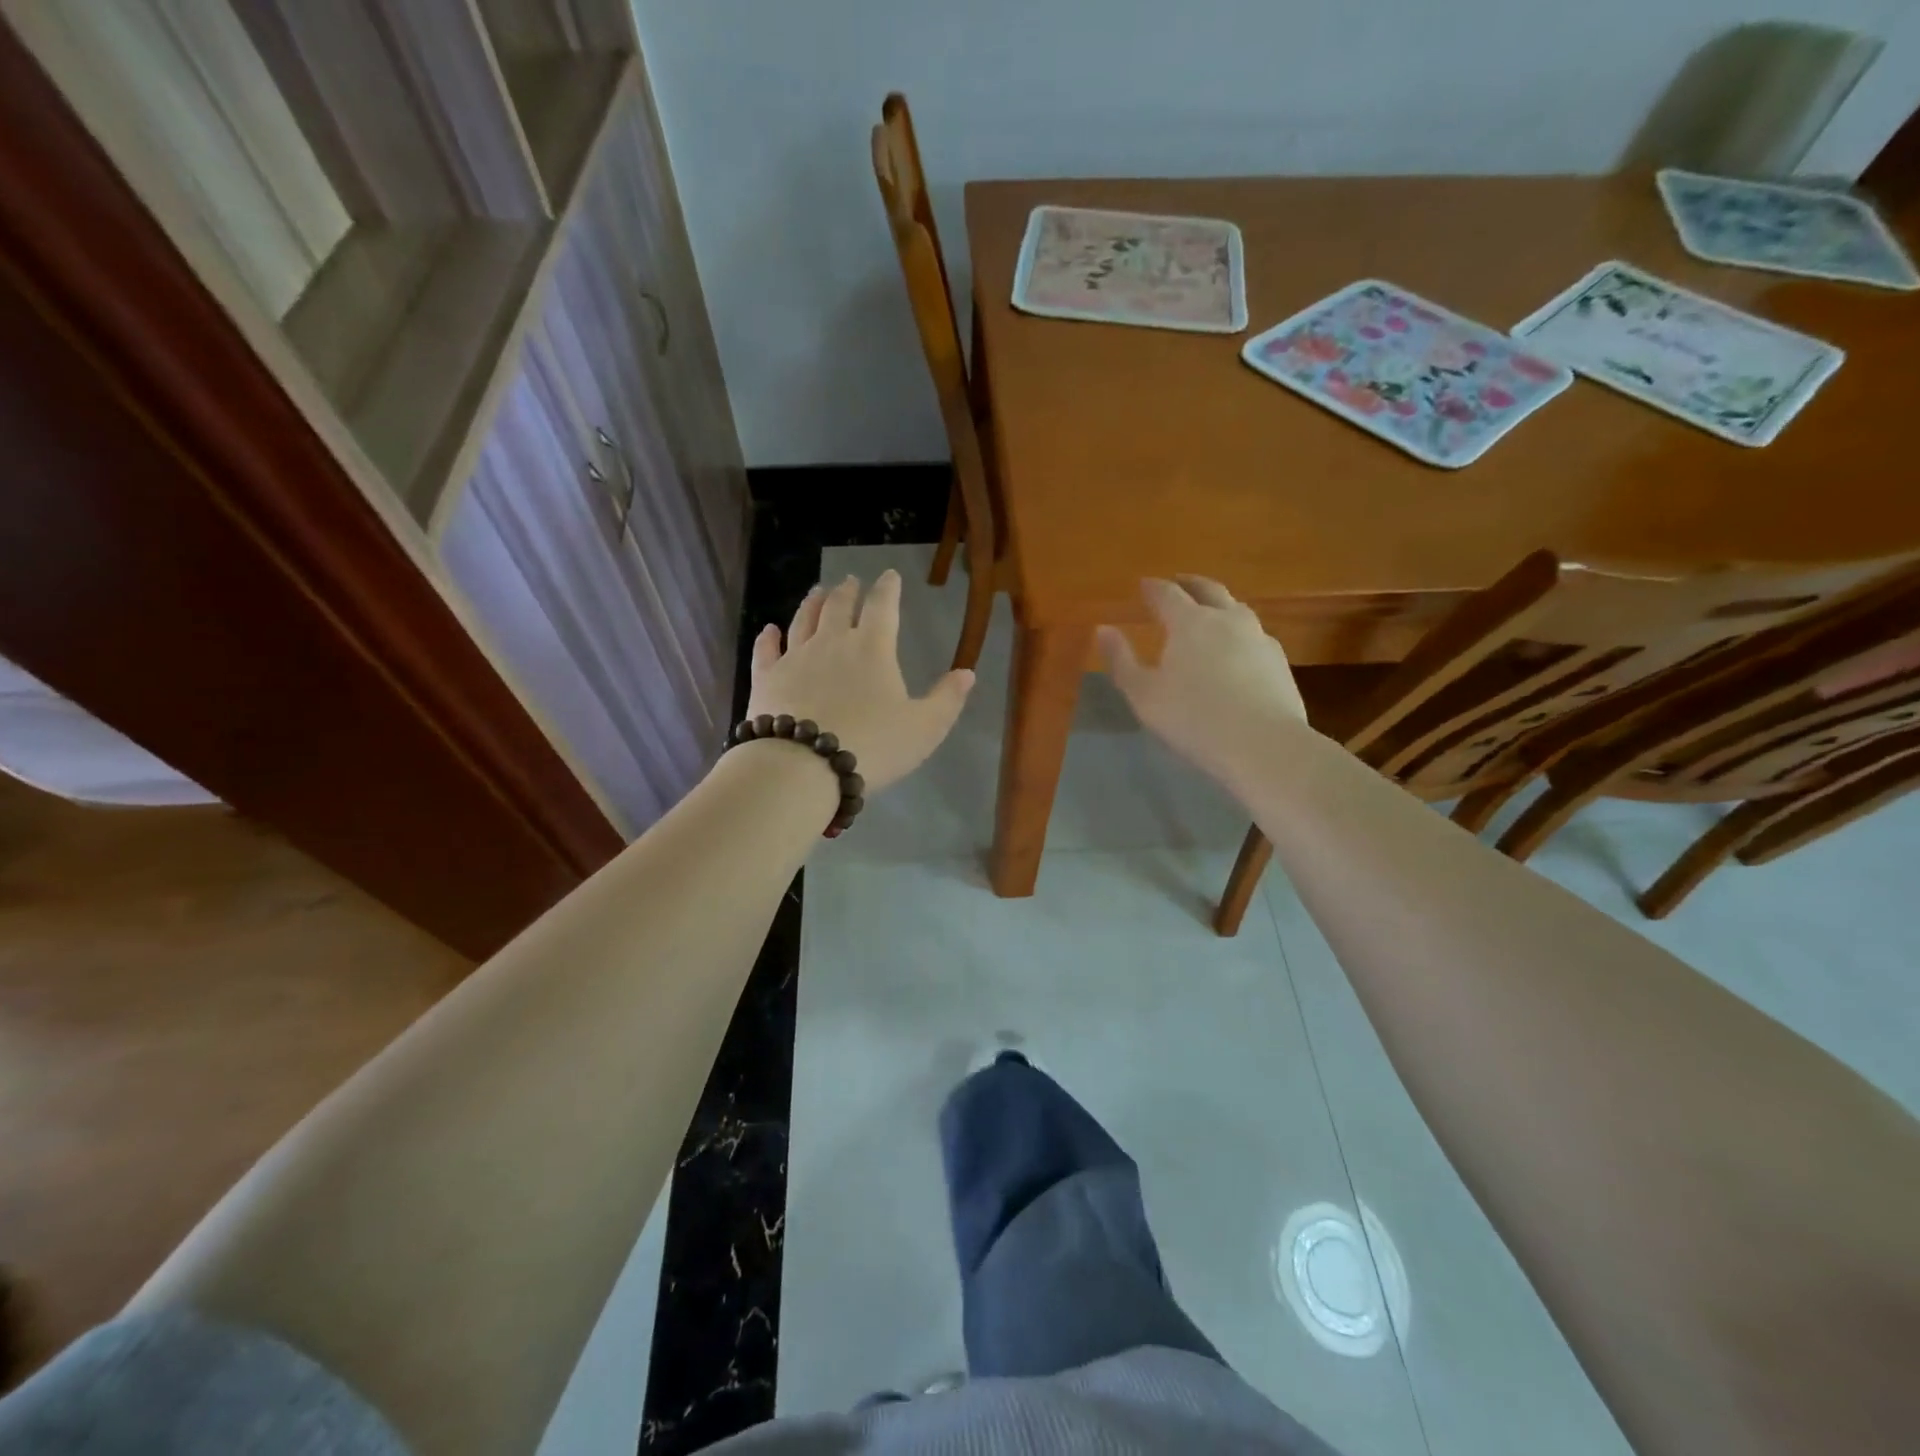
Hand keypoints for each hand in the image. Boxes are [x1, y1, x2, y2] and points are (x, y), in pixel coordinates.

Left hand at [747, 572, 974, 793]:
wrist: (802, 767)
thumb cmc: (872, 746)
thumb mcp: (924, 728)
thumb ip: (947, 699)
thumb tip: (968, 673)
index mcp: (873, 649)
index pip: (883, 607)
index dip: (888, 588)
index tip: (890, 575)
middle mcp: (832, 643)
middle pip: (839, 607)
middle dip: (847, 591)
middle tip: (850, 581)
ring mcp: (795, 658)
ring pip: (803, 621)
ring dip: (812, 603)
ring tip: (817, 591)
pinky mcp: (766, 678)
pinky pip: (766, 651)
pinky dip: (768, 638)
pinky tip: (768, 630)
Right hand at [1098, 577, 1308, 789]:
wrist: (1263, 744)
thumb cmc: (1193, 719)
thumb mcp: (1143, 695)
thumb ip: (1121, 660)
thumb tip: (1104, 629)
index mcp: (1189, 623)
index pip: (1167, 593)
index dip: (1153, 588)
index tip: (1143, 584)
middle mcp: (1226, 619)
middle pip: (1208, 590)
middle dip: (1190, 583)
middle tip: (1179, 582)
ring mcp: (1258, 638)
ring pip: (1237, 608)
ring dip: (1220, 604)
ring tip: (1211, 611)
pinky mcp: (1279, 661)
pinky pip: (1255, 635)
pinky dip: (1240, 632)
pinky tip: (1239, 648)